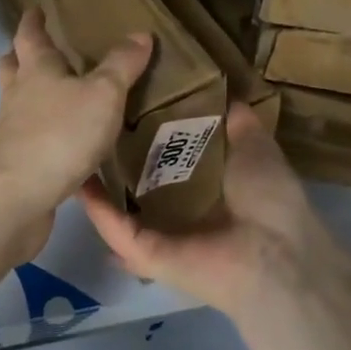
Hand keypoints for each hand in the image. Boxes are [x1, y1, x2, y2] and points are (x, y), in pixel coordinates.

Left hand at [0, 9, 152, 257]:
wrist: (15, 196)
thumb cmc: (60, 133)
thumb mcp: (103, 94)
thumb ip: (121, 65)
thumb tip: (140, 34)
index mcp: (36, 70)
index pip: (30, 36)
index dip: (33, 21)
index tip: (35, 10)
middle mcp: (17, 96)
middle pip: (12, 69)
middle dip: (20, 58)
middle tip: (35, 54)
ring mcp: (10, 133)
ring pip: (17, 107)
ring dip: (31, 101)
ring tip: (57, 104)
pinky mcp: (15, 168)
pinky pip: (30, 145)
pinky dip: (44, 142)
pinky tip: (65, 154)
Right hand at [81, 101, 350, 317]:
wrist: (277, 254)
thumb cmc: (269, 197)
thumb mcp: (256, 146)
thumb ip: (239, 122)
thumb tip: (228, 95)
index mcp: (211, 188)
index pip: (173, 159)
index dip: (152, 132)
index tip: (130, 103)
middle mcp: (184, 213)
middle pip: (142, 184)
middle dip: (118, 159)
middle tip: (93, 124)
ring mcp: (162, 235)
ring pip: (121, 207)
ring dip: (99, 185)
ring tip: (74, 149)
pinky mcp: (147, 253)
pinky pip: (116, 228)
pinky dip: (97, 207)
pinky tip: (76, 178)